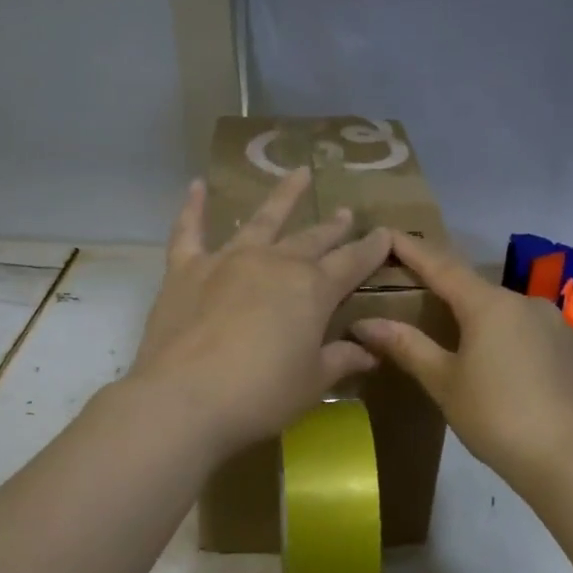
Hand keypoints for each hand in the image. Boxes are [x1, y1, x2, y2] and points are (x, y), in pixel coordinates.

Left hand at [129, 169, 391, 456]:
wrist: (185, 398)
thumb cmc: (261, 395)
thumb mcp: (312, 382)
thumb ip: (341, 360)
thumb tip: (368, 351)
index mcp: (312, 289)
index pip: (352, 263)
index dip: (372, 249)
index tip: (386, 234)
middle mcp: (274, 263)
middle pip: (312, 239)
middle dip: (333, 227)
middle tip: (346, 213)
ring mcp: (228, 260)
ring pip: (262, 220)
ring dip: (283, 197)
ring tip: (299, 173)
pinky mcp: (186, 270)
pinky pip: (189, 231)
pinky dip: (193, 207)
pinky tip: (198, 185)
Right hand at [350, 231, 572, 491]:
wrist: (570, 457)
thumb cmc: (496, 417)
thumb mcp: (444, 383)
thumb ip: (407, 346)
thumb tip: (364, 323)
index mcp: (488, 304)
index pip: (441, 266)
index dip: (413, 250)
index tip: (389, 235)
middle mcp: (524, 300)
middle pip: (474, 289)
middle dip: (445, 292)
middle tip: (417, 300)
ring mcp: (554, 321)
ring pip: (504, 311)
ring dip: (478, 319)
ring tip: (460, 342)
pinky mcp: (572, 345)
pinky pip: (529, 330)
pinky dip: (507, 337)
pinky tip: (502, 365)